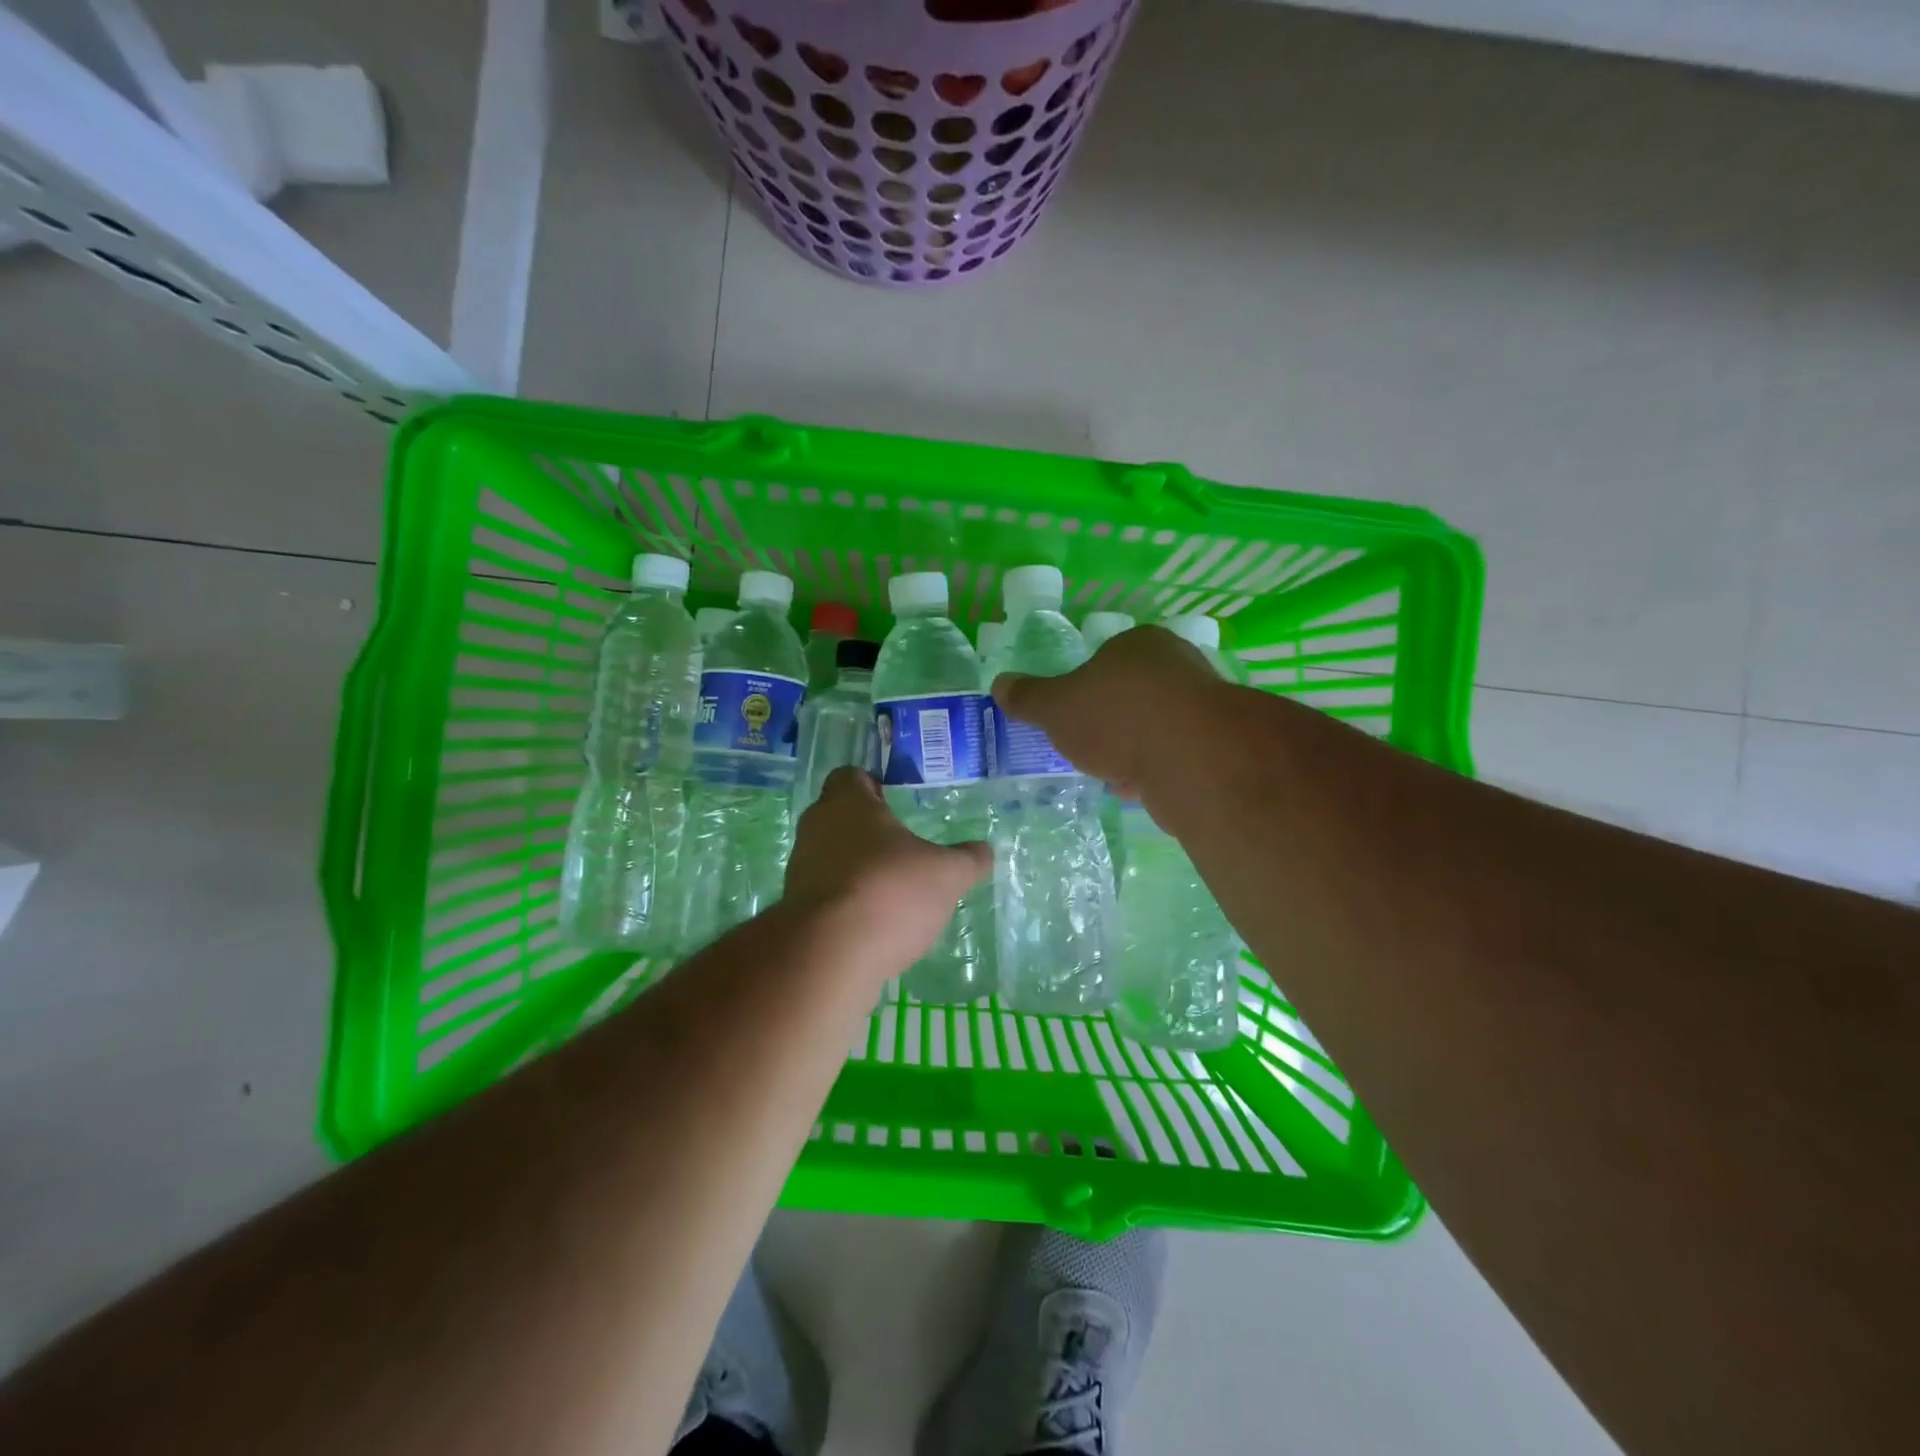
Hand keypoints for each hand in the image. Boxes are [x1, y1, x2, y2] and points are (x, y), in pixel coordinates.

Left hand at [785, 767, 991, 971]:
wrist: (829, 956)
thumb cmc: (889, 891)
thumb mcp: (946, 874)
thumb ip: (968, 859)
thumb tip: (984, 850)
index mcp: (846, 802)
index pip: (851, 777)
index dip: (874, 786)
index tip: (897, 804)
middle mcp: (815, 828)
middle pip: (840, 818)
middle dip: (869, 831)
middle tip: (904, 847)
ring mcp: (800, 870)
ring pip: (832, 857)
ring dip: (858, 869)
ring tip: (894, 890)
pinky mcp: (796, 909)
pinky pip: (826, 895)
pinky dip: (848, 904)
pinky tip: (876, 923)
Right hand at [991, 625, 1224, 797]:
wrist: (1190, 759)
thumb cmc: (1116, 717)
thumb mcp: (1055, 707)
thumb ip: (1028, 697)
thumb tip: (999, 684)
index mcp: (1139, 643)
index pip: (1106, 659)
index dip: (1084, 688)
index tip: (1070, 717)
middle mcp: (1177, 665)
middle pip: (1131, 694)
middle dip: (1108, 723)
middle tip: (1085, 746)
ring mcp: (1202, 706)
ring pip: (1153, 728)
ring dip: (1131, 750)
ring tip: (1107, 773)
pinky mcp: (1215, 747)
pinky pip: (1172, 757)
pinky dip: (1153, 771)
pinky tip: (1135, 789)